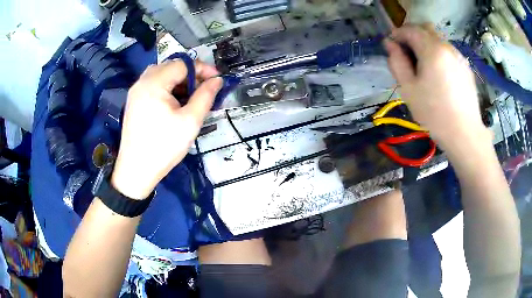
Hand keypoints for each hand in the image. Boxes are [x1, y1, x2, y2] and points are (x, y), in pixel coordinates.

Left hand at [111, 60, 221, 199]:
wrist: (136, 171)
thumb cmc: (164, 147)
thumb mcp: (190, 121)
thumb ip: (206, 96)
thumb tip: (217, 80)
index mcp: (154, 83)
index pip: (182, 64)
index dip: (202, 68)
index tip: (217, 79)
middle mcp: (142, 82)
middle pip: (171, 67)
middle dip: (191, 75)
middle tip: (204, 89)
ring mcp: (135, 92)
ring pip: (161, 76)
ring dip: (179, 81)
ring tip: (191, 97)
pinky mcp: (134, 102)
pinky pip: (153, 86)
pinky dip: (167, 89)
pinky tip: (175, 104)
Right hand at [384, 24, 490, 152]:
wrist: (465, 134)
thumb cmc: (434, 114)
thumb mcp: (408, 89)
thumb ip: (397, 62)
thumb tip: (390, 45)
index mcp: (432, 50)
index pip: (410, 30)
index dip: (397, 34)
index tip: (392, 46)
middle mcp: (447, 47)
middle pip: (425, 29)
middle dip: (412, 36)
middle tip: (407, 55)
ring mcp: (459, 56)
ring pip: (438, 40)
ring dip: (426, 45)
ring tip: (424, 68)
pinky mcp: (466, 67)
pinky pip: (448, 51)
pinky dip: (439, 54)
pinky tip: (439, 74)